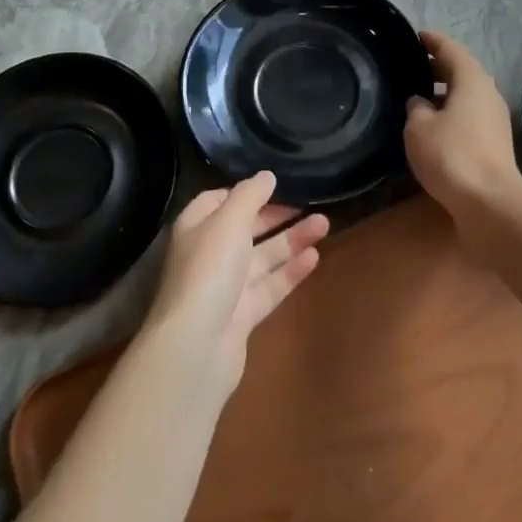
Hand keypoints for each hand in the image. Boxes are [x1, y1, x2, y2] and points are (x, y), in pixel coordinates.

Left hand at [142, 172, 328, 394]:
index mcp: (196, 227)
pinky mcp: (243, 315)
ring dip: (292, 239)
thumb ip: (250, 195)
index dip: (246, 192)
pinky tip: (315, 257)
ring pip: (263, 257)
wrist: (197, 345)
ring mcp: (226, 287)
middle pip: (245, 228)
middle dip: (277, 215)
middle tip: (311, 203)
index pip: (219, 200)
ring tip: (325, 223)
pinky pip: (270, 286)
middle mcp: (209, 254)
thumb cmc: (209, 270)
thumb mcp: (229, 220)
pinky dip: (291, 271)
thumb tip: (267, 175)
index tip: (277, 185)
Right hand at [404, 30, 520, 214]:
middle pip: (463, 71)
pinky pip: (470, 116)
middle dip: (438, 65)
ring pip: (467, 95)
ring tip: (418, 95)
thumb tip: (419, 102)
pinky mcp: (494, 143)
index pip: (451, 49)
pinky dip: (452, 112)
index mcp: (472, 80)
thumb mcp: (419, 128)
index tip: (417, 35)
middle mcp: (488, 94)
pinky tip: (433, 125)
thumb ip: (416, 108)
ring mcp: (495, 120)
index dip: (433, 41)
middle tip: (412, 65)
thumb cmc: (452, 155)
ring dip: (445, 91)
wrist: (490, 203)